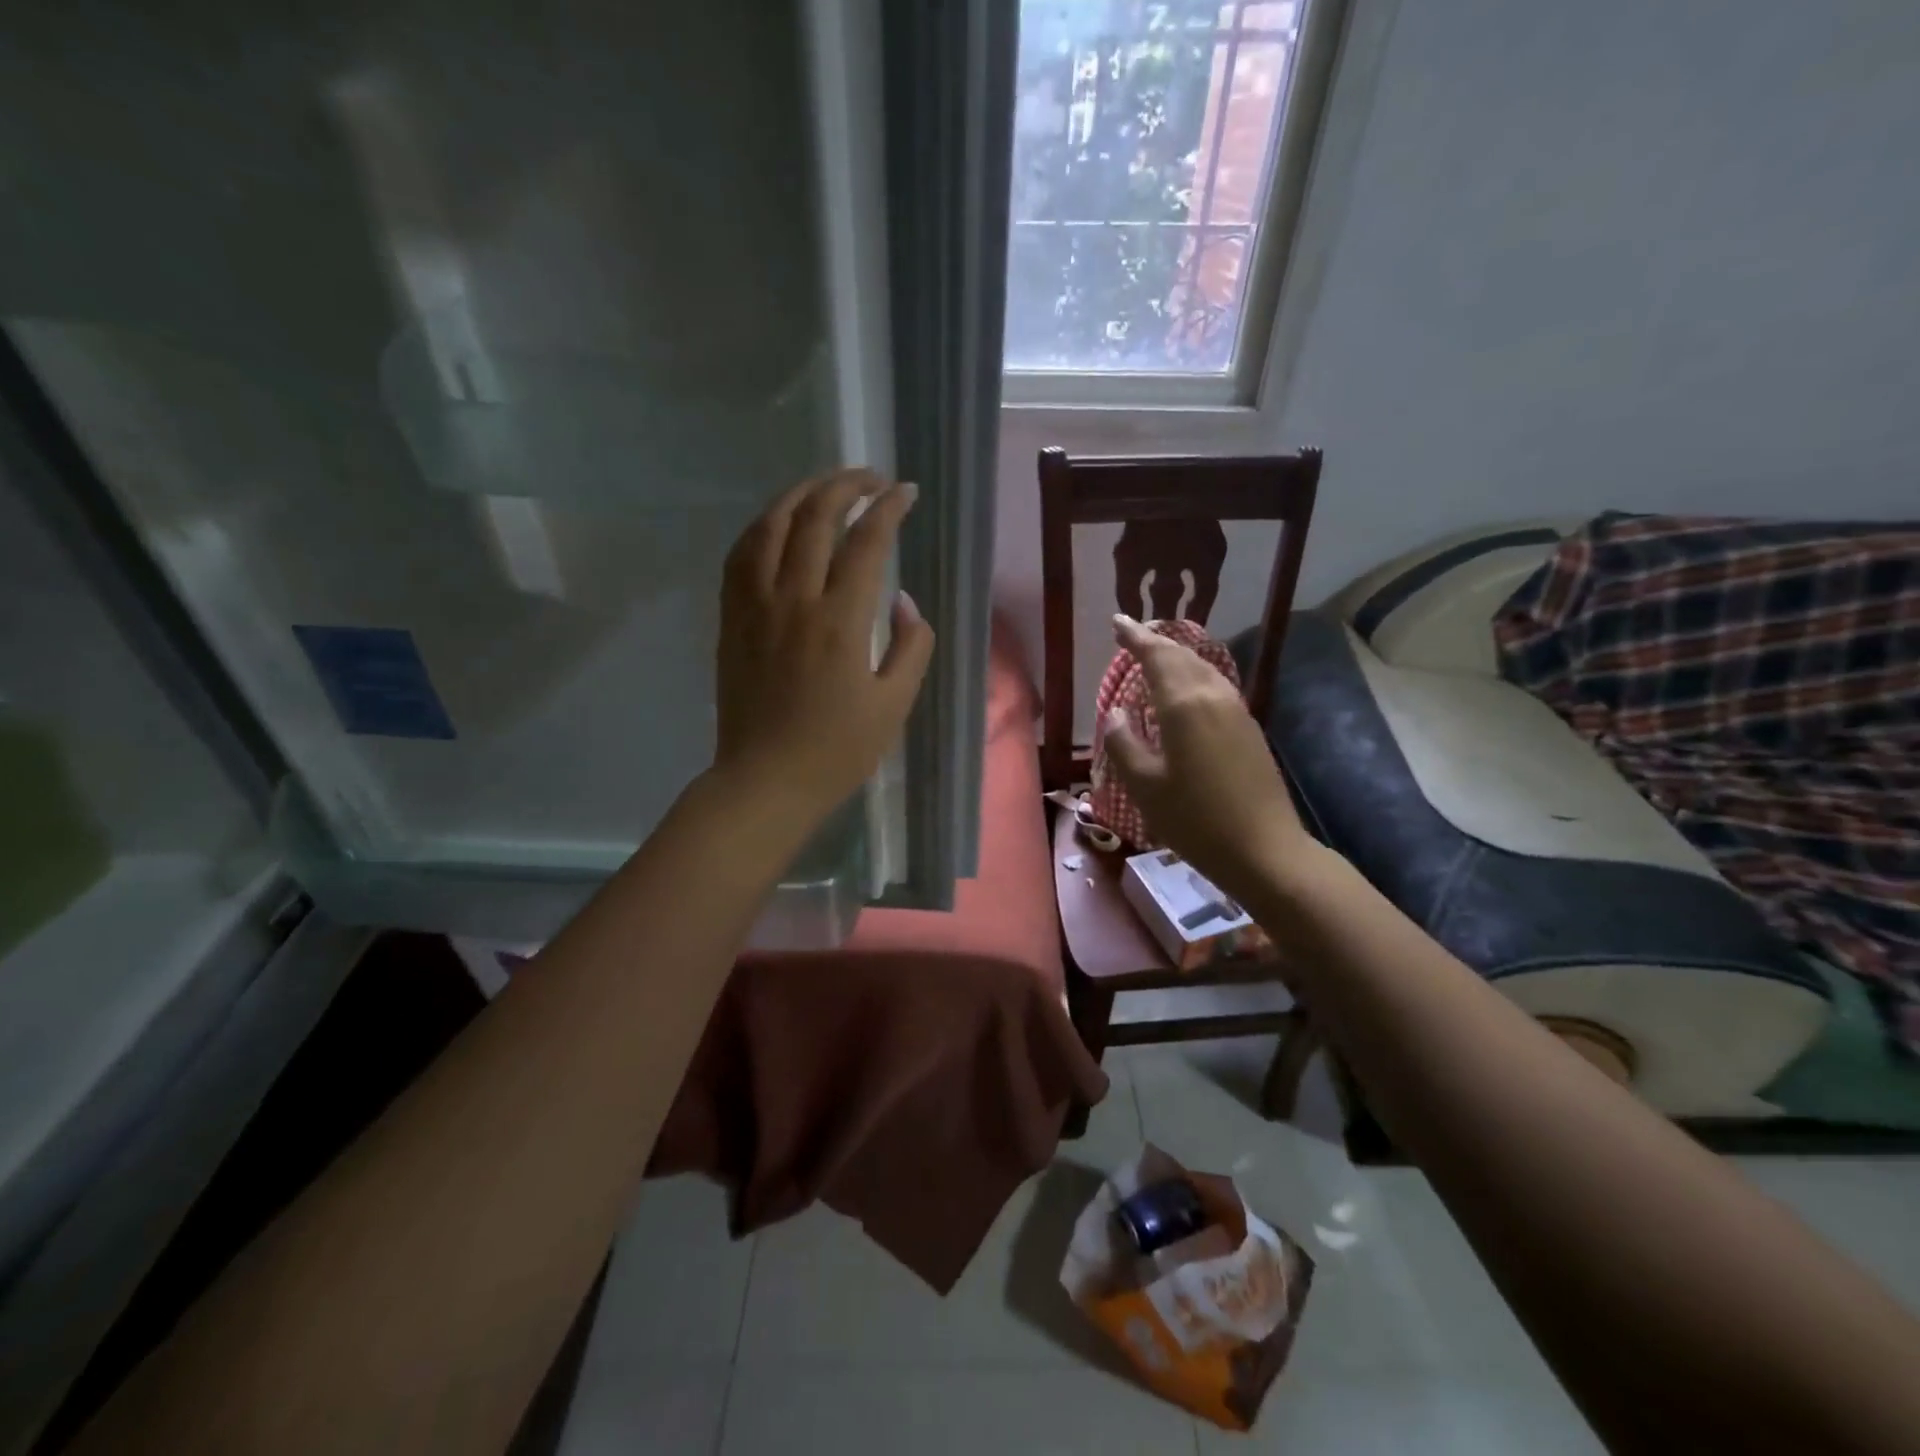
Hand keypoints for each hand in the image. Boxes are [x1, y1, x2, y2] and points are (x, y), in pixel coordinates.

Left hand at [712, 469, 933, 826]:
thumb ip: (910, 647)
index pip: (866, 542)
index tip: (906, 492)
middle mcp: (794, 600)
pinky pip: (740, 555)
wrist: (765, 781)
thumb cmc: (837, 751)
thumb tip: (903, 602)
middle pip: (815, 518)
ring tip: (825, 485)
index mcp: (840, 622)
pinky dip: (762, 526)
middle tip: (871, 478)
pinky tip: (777, 522)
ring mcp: (755, 606)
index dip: (889, 508)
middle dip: (846, 485)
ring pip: (771, 526)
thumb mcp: (894, 706)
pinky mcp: (732, 619)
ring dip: (800, 494)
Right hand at [1102, 614, 1309, 899]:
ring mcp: (1237, 712)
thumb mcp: (1145, 786)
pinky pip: (1216, 687)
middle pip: (1183, 656)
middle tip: (1133, 635)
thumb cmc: (1195, 820)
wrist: (1264, 850)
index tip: (1118, 622)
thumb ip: (1124, 743)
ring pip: (1204, 669)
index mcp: (1184, 705)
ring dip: (1178, 657)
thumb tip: (1115, 713)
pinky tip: (1186, 692)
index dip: (1135, 637)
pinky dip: (1194, 677)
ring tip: (1156, 656)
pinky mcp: (1249, 729)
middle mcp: (1213, 697)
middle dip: (1157, 642)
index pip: (1156, 656)